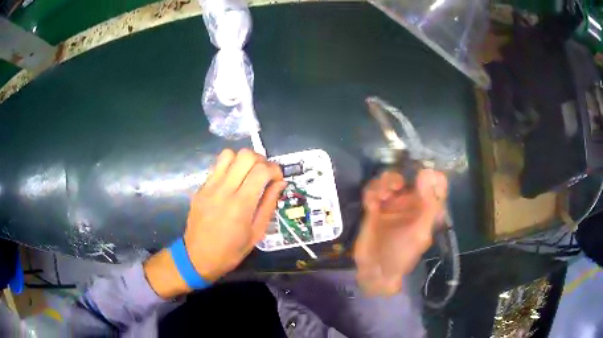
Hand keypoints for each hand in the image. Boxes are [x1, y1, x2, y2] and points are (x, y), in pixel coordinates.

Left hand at [145, 149, 284, 297]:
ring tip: (247, 174)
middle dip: (261, 160)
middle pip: (246, 155)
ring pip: (229, 154)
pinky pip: (217, 166)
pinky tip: (232, 182)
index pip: (262, 170)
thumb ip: (269, 204)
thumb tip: (280, 183)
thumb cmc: (231, 251)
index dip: (275, 169)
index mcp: (241, 205)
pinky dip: (229, 167)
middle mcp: (224, 190)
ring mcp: (209, 187)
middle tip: (264, 175)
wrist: (198, 257)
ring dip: (242, 160)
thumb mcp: (257, 233)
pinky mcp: (200, 188)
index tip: (277, 179)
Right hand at [354, 169, 447, 295]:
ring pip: (389, 181)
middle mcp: (410, 204)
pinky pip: (372, 191)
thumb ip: (429, 205)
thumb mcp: (420, 233)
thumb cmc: (402, 255)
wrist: (375, 271)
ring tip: (382, 195)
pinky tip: (372, 201)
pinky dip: (372, 191)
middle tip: (396, 185)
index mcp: (426, 209)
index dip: (431, 175)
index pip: (435, 185)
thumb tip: (429, 173)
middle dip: (401, 176)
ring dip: (385, 182)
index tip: (423, 172)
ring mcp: (391, 205)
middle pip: (408, 177)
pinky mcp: (373, 209)